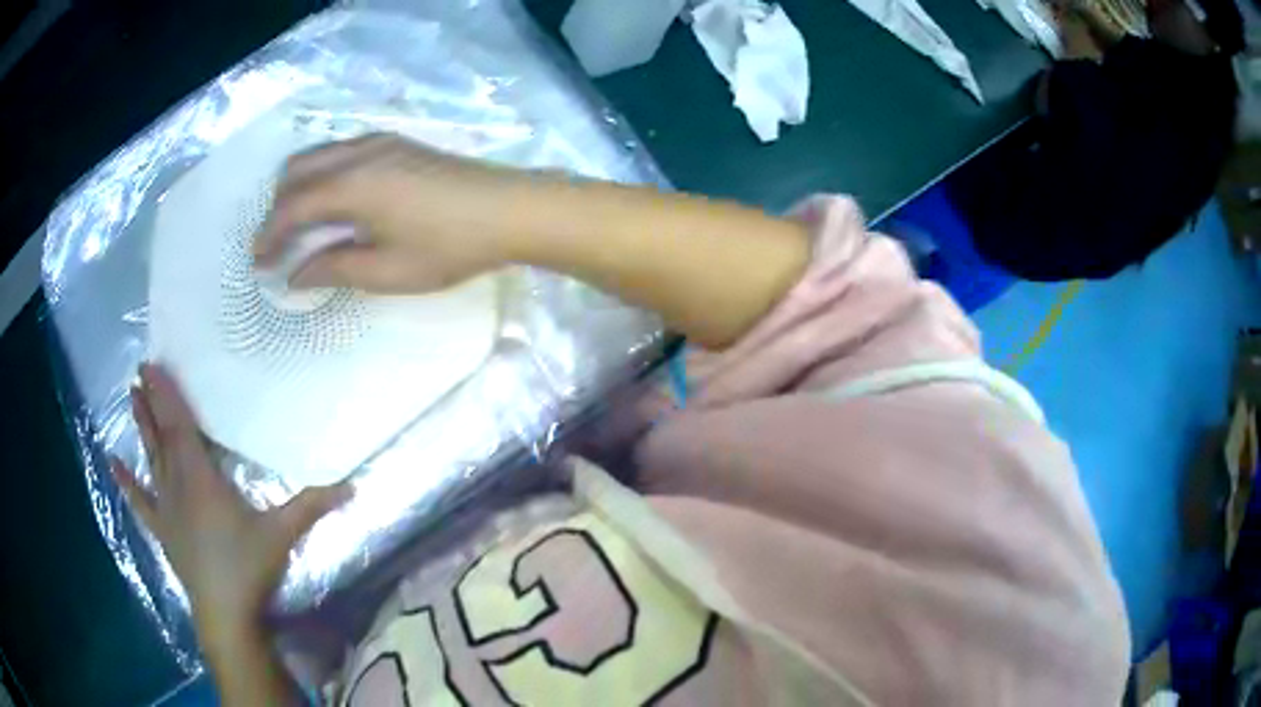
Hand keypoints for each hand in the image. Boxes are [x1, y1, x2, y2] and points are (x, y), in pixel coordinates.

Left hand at [111, 364, 349, 647]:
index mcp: (201, 478)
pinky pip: (140, 501)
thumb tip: (351, 486)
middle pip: (161, 435)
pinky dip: (126, 483)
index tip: (153, 365)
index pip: (179, 426)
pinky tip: (113, 464)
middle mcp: (177, 484)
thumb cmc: (248, 568)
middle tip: (140, 370)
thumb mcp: (282, 534)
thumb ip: (311, 506)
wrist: (225, 614)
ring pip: (150, 458)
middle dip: (151, 401)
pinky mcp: (162, 529)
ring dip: (140, 427)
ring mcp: (165, 507)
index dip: (166, 395)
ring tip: (131, 396)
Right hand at [254, 133, 538, 292]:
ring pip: (318, 155)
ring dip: (297, 187)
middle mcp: (358, 153)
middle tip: (275, 245)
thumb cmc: (450, 246)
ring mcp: (379, 141)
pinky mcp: (396, 142)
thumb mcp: (388, 271)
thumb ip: (334, 269)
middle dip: (277, 208)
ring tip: (296, 224)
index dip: (269, 235)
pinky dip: (322, 173)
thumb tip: (295, 275)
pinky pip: (340, 151)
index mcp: (351, 186)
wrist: (510, 208)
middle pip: (297, 172)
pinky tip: (330, 200)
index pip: (292, 208)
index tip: (258, 262)